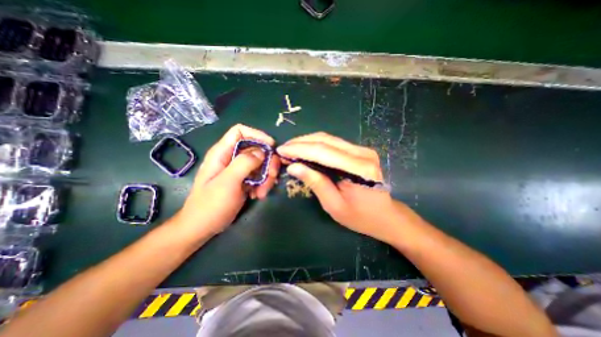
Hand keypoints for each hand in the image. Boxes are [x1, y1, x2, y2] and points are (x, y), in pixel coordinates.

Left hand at [175, 126, 280, 237]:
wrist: (203, 227)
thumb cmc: (211, 205)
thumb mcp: (228, 182)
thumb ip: (244, 163)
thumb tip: (262, 151)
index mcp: (222, 153)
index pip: (240, 131)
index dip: (257, 135)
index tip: (271, 146)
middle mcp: (231, 158)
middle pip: (256, 149)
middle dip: (268, 162)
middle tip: (272, 176)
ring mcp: (239, 170)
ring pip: (261, 164)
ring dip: (267, 177)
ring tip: (262, 192)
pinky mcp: (244, 180)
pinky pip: (259, 175)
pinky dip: (263, 184)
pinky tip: (258, 195)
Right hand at [275, 133, 397, 243]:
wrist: (385, 216)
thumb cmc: (360, 217)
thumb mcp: (334, 205)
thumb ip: (315, 182)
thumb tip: (293, 166)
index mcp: (359, 169)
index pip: (323, 151)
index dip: (299, 149)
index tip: (281, 150)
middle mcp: (362, 153)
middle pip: (325, 140)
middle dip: (301, 143)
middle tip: (283, 149)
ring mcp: (362, 150)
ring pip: (329, 139)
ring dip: (307, 142)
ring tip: (291, 149)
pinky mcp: (359, 151)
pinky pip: (334, 143)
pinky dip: (317, 145)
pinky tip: (305, 150)